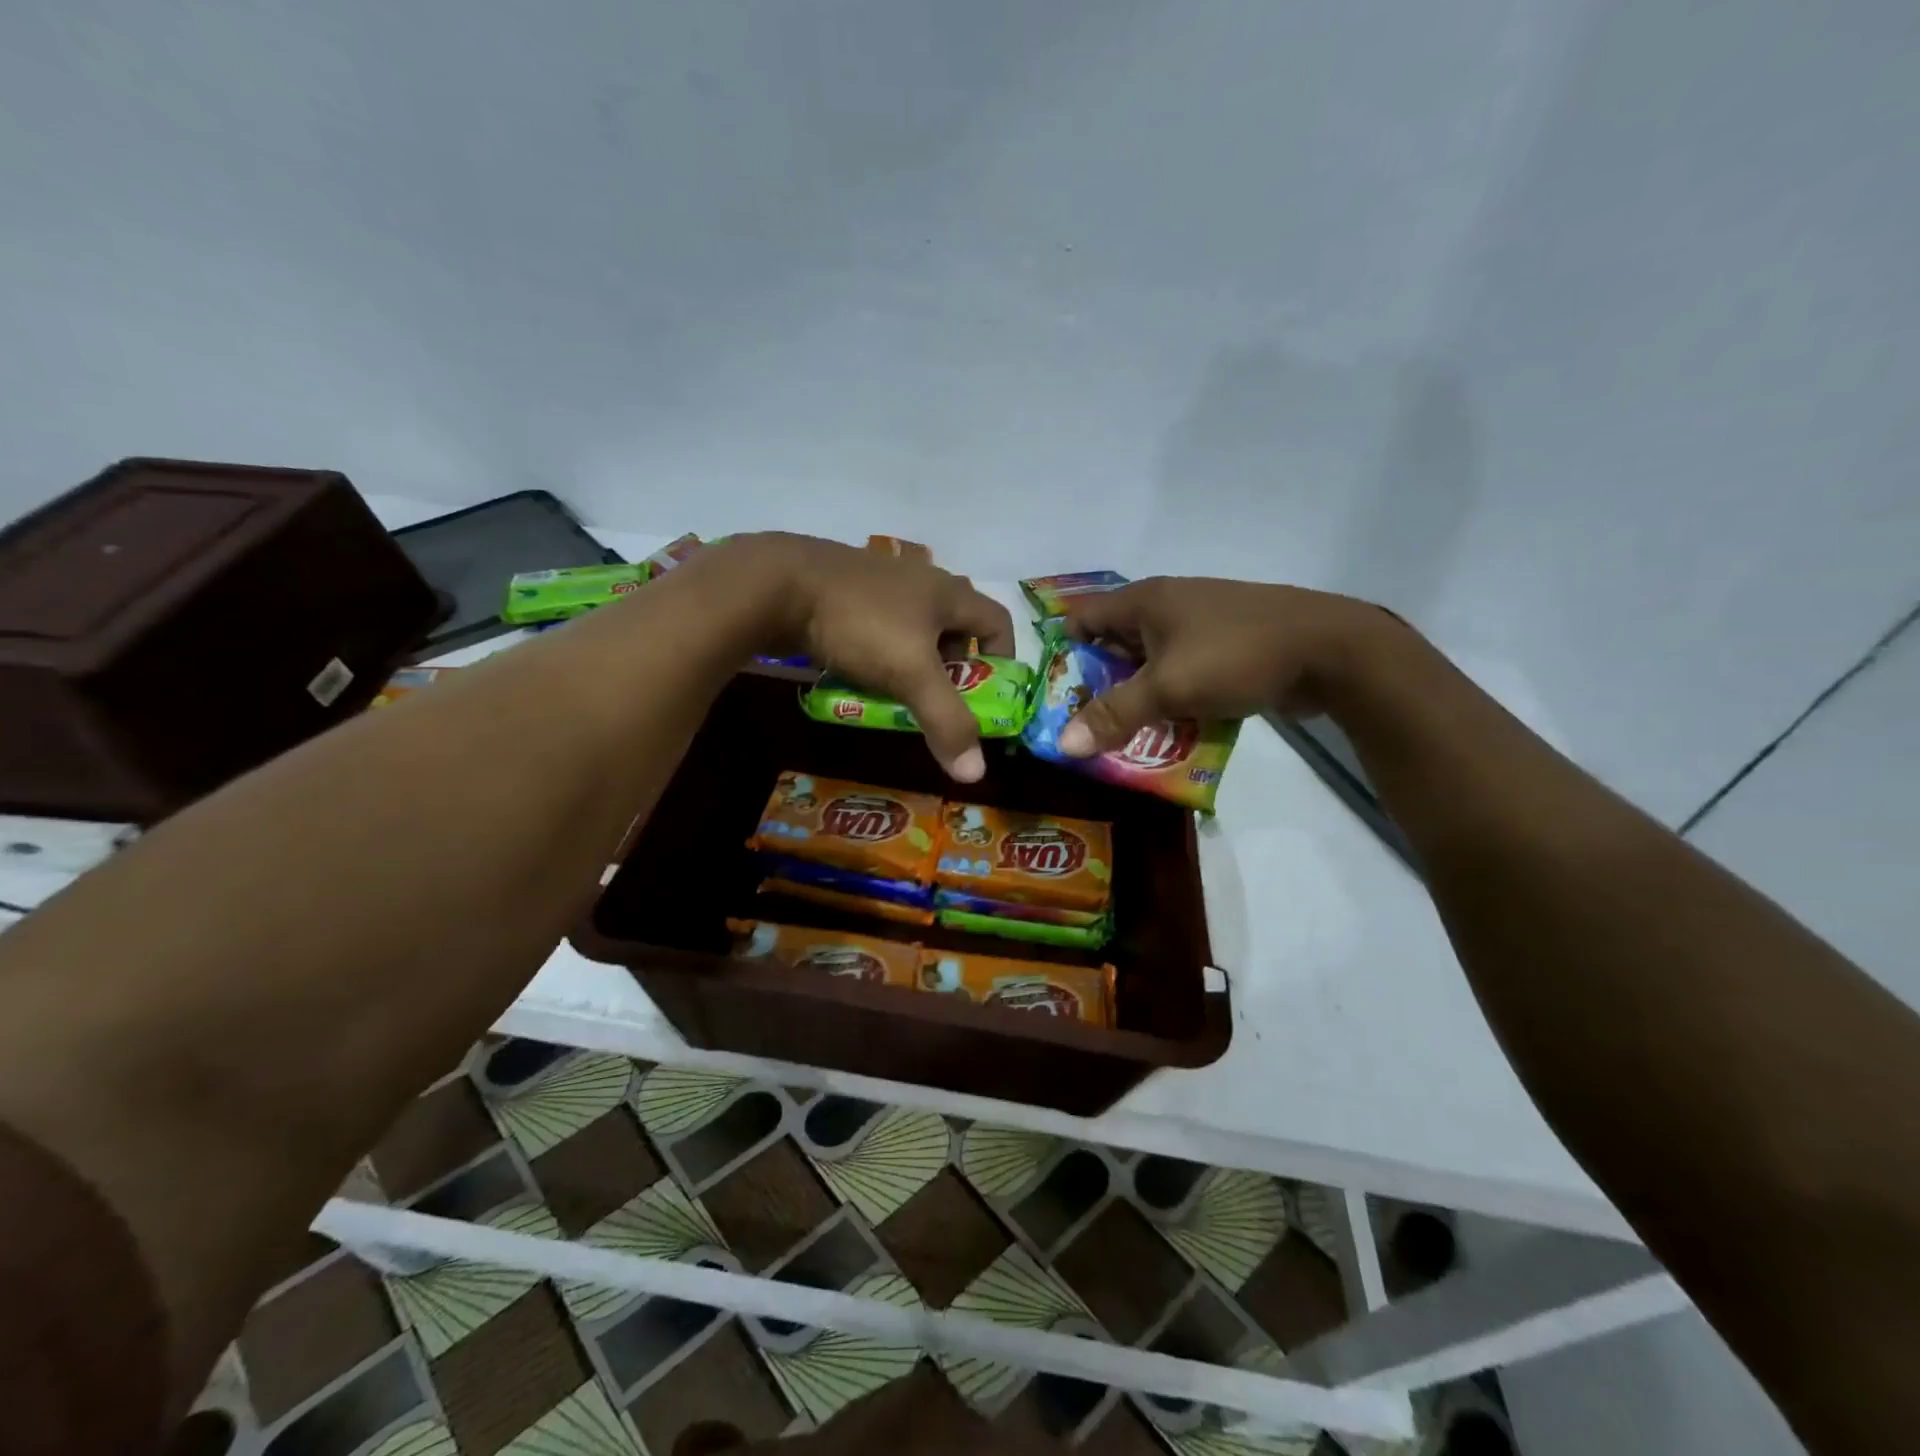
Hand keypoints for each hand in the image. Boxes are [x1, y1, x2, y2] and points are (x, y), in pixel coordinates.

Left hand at [732, 533, 1015, 781]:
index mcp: (947, 592)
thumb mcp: (911, 675)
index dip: (1002, 658)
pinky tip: (858, 671)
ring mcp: (878, 580)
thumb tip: (976, 773)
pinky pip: (876, 623)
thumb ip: (946, 721)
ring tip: (897, 691)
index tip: (989, 692)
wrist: (777, 584)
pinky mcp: (843, 589)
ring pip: (912, 625)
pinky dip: (878, 650)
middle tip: (938, 698)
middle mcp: (919, 579)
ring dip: (912, 659)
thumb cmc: (861, 624)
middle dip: (953, 666)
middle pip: (955, 625)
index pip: (997, 621)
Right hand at [1056, 577, 1389, 756]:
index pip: (1083, 617)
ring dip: (1137, 698)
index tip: (1054, 694)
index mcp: (1145, 601)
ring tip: (1120, 737)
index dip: (1063, 652)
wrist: (1330, 651)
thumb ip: (1114, 716)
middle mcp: (1168, 606)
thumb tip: (1062, 744)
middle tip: (1083, 725)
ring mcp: (1200, 627)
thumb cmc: (1237, 656)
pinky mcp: (1226, 648)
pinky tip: (1168, 732)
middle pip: (1114, 644)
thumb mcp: (1168, 688)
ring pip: (1151, 664)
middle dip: (1098, 685)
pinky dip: (1171, 700)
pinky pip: (1183, 674)